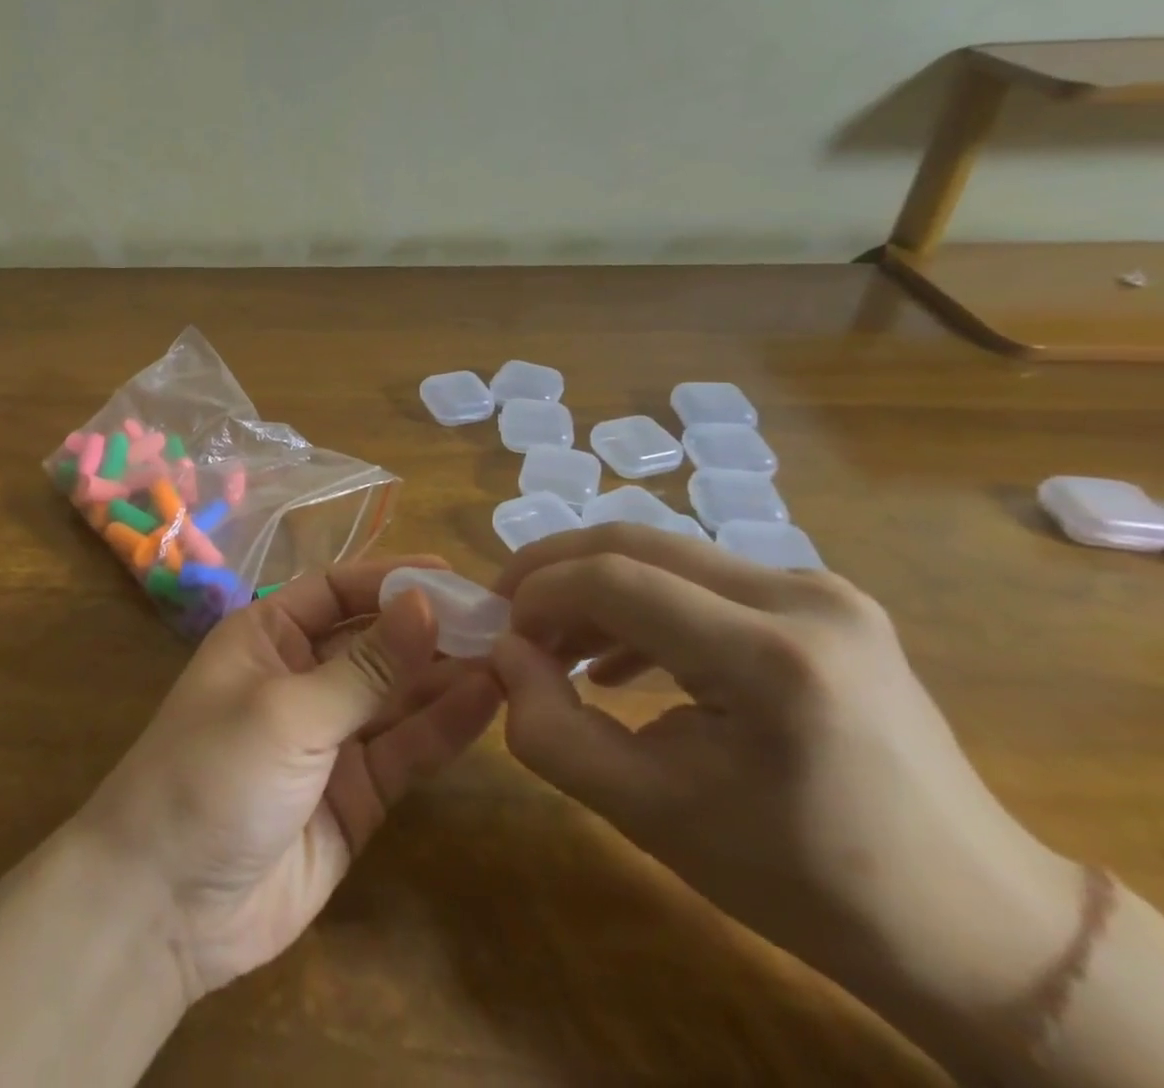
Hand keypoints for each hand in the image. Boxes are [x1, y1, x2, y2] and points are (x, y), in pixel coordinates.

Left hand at [76, 556, 501, 1000]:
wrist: (168, 905)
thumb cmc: (213, 774)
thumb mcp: (288, 711)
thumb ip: (364, 667)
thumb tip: (426, 603)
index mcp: (265, 636)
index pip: (335, 590)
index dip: (389, 580)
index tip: (451, 575)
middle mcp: (299, 677)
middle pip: (373, 640)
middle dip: (428, 628)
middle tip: (499, 618)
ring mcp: (329, 738)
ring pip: (396, 695)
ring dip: (445, 674)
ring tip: (510, 654)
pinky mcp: (355, 795)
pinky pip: (404, 750)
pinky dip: (442, 726)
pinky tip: (487, 700)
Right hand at [486, 525, 1083, 1046]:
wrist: (970, 925)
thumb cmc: (801, 881)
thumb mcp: (650, 816)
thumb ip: (550, 730)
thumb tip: (503, 653)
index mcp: (770, 658)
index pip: (614, 580)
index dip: (537, 594)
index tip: (498, 634)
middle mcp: (802, 597)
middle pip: (635, 544)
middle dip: (554, 571)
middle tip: (508, 616)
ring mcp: (821, 590)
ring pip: (664, 554)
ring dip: (594, 587)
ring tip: (554, 644)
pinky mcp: (823, 600)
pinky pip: (702, 578)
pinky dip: (642, 602)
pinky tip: (618, 658)